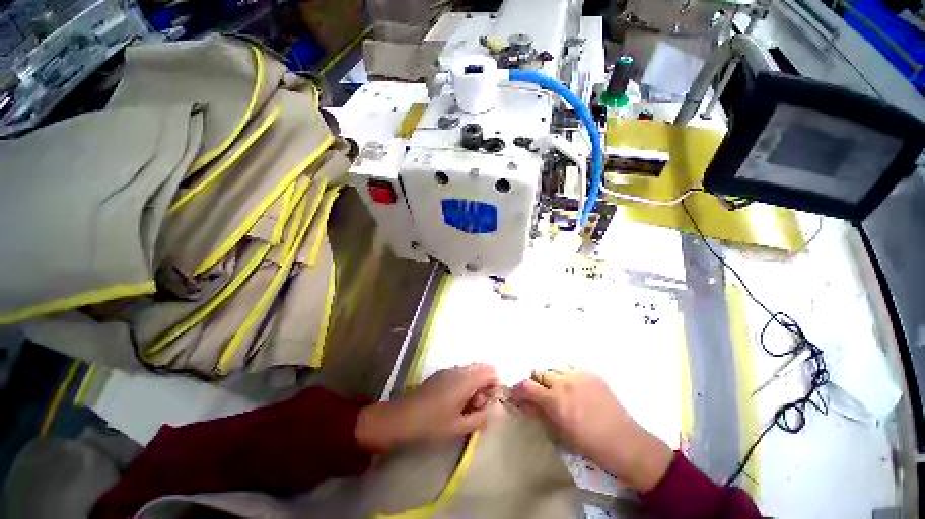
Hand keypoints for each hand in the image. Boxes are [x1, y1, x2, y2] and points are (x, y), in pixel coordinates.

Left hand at [356, 363, 499, 450]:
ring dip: (474, 385)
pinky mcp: (439, 375)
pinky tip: (454, 403)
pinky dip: (463, 384)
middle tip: (478, 407)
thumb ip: (481, 417)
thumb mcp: (460, 427)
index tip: (490, 403)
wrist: (400, 418)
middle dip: (484, 385)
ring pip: (469, 371)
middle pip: (480, 368)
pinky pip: (459, 374)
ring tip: (466, 407)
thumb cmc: (432, 424)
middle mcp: (458, 370)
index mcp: (465, 379)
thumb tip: (492, 409)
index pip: (490, 371)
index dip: (495, 385)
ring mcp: (447, 370)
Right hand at [512, 368, 672, 491]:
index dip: (518, 389)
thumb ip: (538, 414)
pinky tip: (573, 388)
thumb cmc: (589, 444)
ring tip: (558, 392)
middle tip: (540, 396)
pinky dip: (566, 376)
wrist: (623, 441)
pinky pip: (570, 368)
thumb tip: (522, 403)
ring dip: (550, 378)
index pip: (526, 385)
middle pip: (538, 372)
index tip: (517, 396)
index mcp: (554, 400)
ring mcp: (578, 374)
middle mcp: (563, 382)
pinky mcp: (590, 372)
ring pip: (553, 368)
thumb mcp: (559, 433)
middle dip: (535, 383)